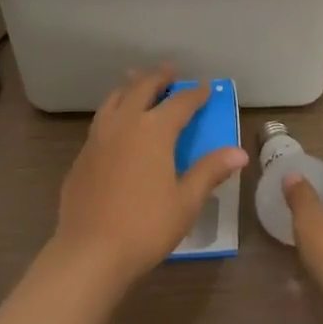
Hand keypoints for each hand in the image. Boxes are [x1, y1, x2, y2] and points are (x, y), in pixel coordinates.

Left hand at [51, 68, 248, 287]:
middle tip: (171, 71)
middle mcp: (125, 123)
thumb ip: (210, 171)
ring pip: (115, 98)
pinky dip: (114, 110)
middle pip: (142, 88)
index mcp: (153, 130)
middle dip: (159, 77)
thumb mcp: (186, 201)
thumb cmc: (145, 227)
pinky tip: (117, 124)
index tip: (206, 88)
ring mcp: (99, 137)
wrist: (89, 253)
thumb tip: (240, 152)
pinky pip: (101, 120)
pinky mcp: (82, 155)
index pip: (180, 103)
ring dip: (131, 87)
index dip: (195, 94)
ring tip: (138, 83)